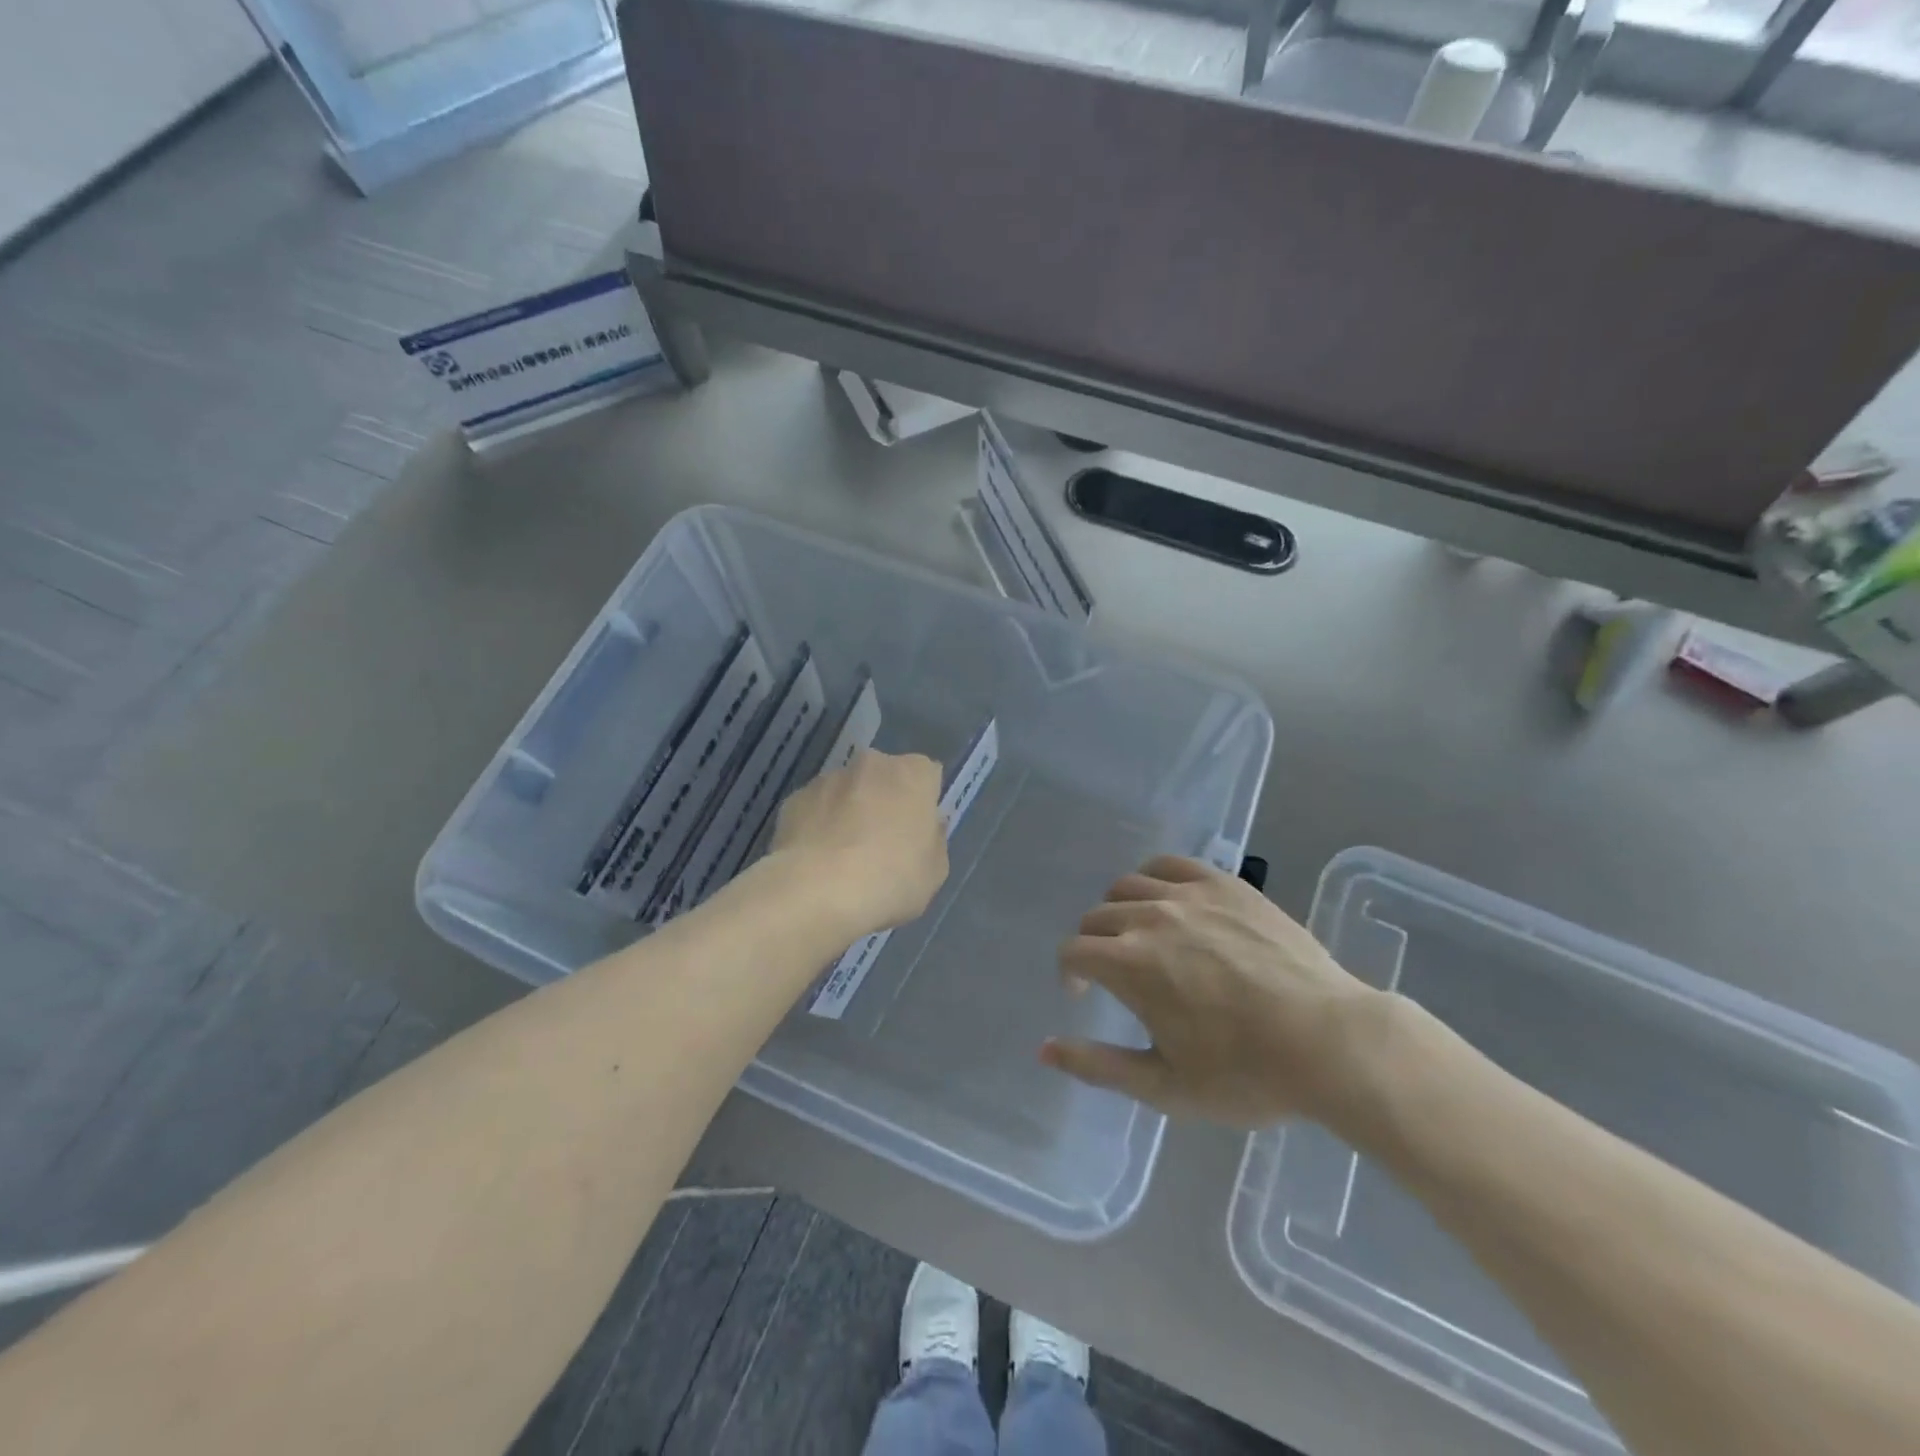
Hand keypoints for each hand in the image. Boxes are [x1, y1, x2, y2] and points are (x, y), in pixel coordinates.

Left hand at [771, 749, 948, 939]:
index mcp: (913, 774)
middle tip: (882, 843)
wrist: (816, 892)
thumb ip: (934, 841)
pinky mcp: (794, 799)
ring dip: (849, 811)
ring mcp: (828, 778)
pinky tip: (816, 861)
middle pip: (884, 777)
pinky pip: (815, 809)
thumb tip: (927, 827)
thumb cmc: (890, 880)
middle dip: (884, 801)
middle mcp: (871, 764)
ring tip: (843, 858)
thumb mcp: (934, 872)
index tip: (917, 832)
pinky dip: (818, 826)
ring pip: (847, 791)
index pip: (927, 774)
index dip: (923, 802)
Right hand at [1041, 856, 1383, 1127]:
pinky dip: (1154, 877)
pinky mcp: (1225, 884)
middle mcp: (1149, 918)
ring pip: (1127, 885)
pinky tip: (1166, 898)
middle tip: (1114, 972)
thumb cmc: (1245, 1074)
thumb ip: (1098, 1066)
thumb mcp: (1164, 1086)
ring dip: (1119, 909)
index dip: (1069, 973)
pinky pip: (1171, 863)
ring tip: (1139, 934)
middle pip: (1096, 916)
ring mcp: (1189, 895)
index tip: (1083, 994)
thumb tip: (1043, 1049)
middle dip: (1092, 944)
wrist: (1328, 1042)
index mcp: (1128, 964)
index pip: (1073, 951)